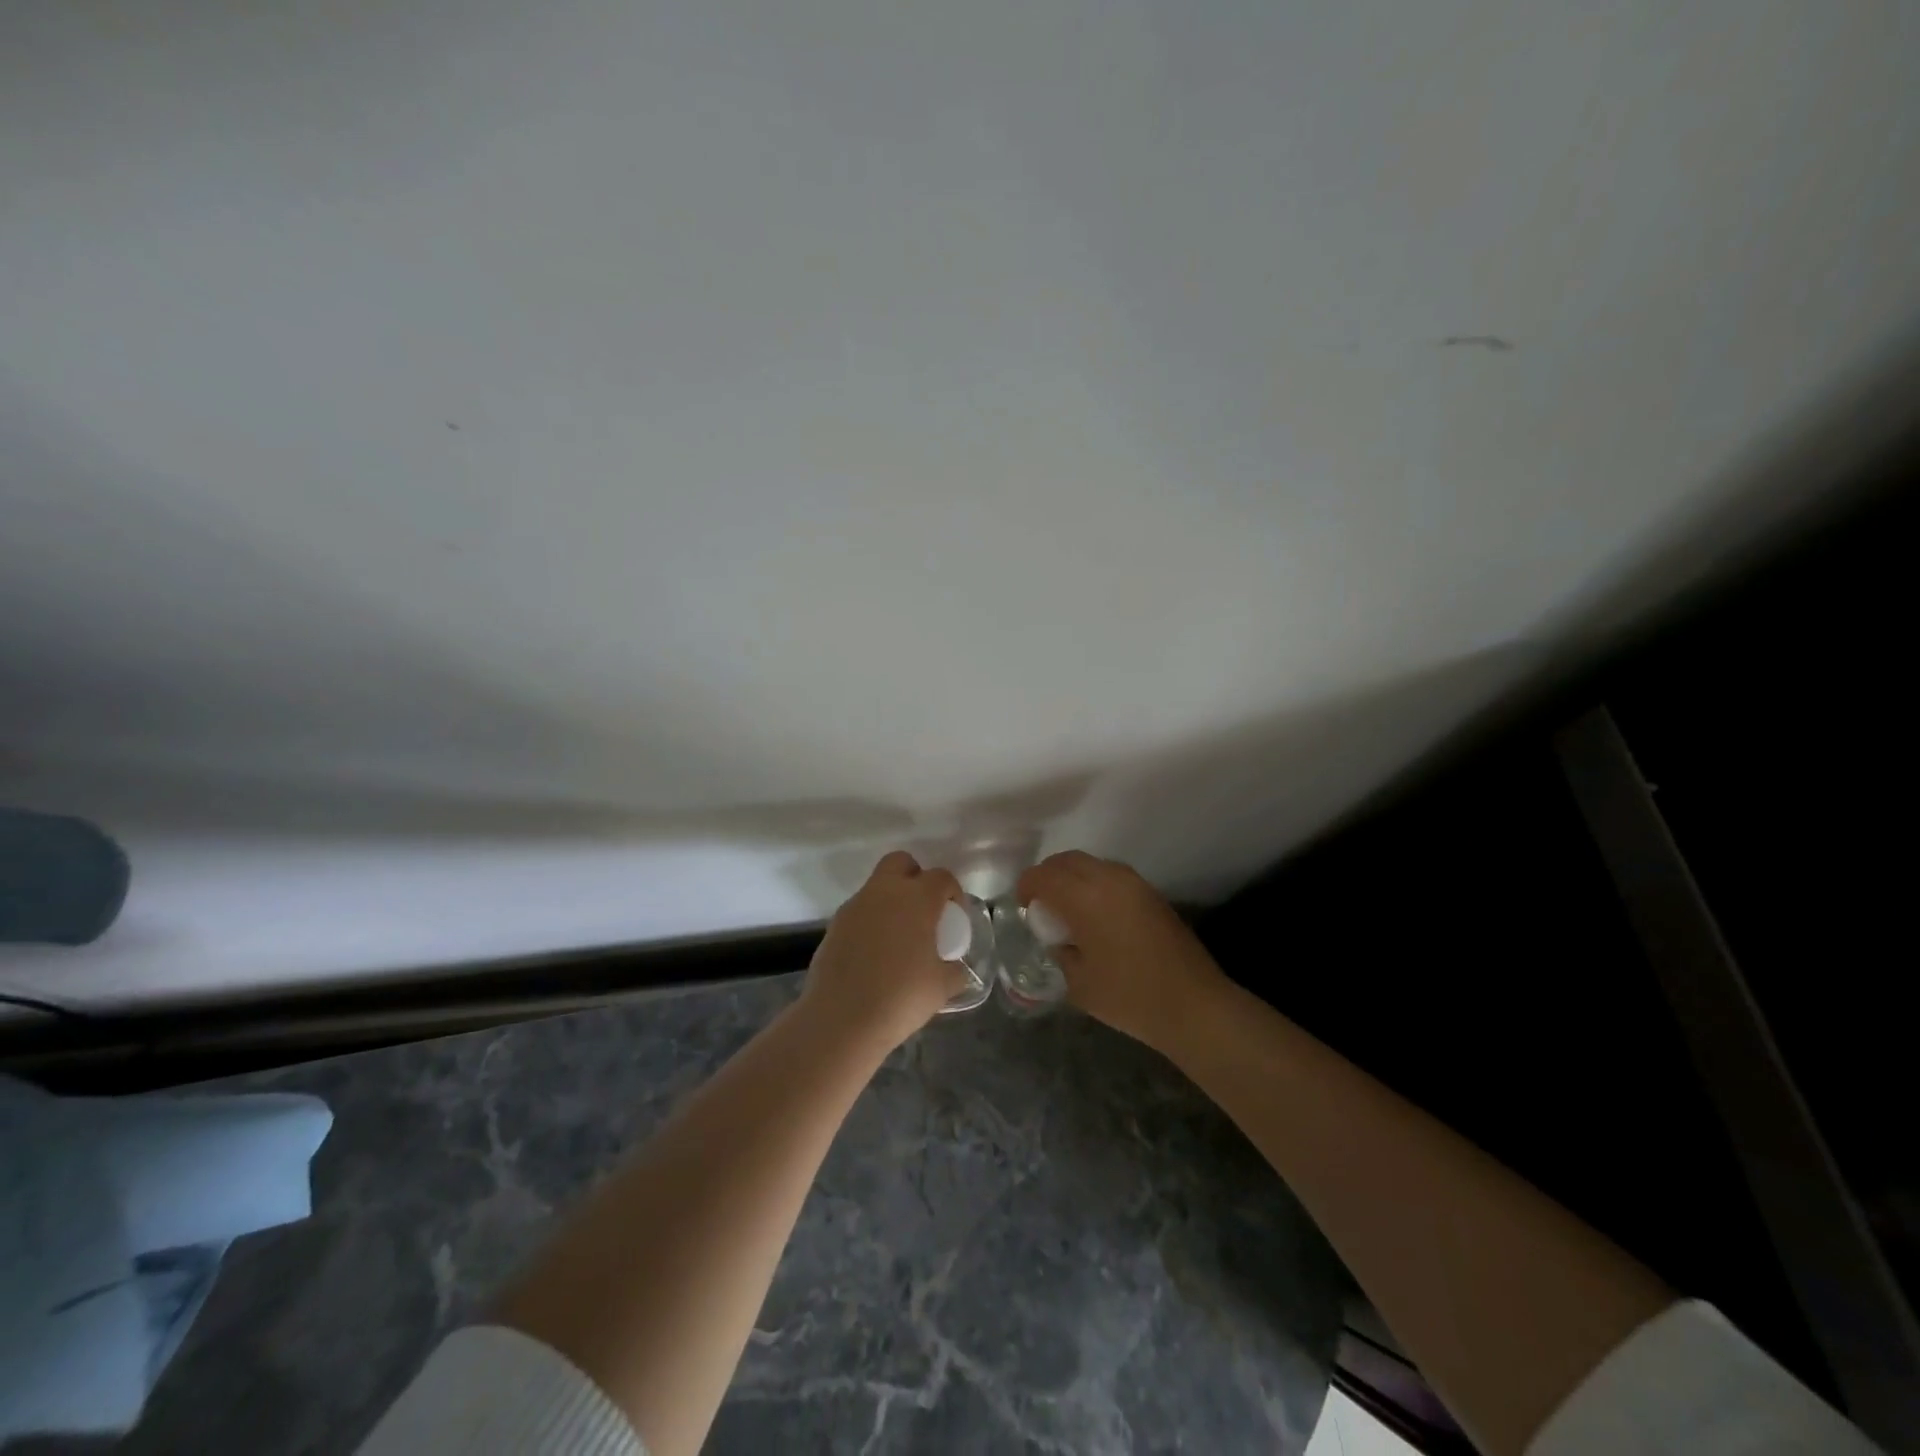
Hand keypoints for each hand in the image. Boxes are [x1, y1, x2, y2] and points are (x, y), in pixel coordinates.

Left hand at [801, 851, 971, 1052]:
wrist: (841, 1019)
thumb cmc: (901, 998)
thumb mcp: (942, 987)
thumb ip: (954, 971)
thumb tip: (956, 968)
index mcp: (917, 899)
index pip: (941, 877)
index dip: (953, 892)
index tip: (955, 915)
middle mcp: (884, 892)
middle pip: (901, 862)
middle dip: (915, 877)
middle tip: (924, 910)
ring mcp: (854, 906)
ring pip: (876, 887)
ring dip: (890, 901)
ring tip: (899, 938)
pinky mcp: (834, 925)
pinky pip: (859, 912)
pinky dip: (870, 922)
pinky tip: (874, 954)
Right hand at [1018, 851, 1230, 1057]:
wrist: (1194, 1006)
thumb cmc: (1130, 997)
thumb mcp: (1079, 983)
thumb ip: (1060, 953)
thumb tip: (1058, 940)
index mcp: (1085, 897)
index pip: (1043, 876)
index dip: (1026, 888)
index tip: (1022, 908)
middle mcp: (1109, 879)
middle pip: (1066, 861)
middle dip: (1047, 877)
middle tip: (1040, 905)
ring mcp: (1134, 883)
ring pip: (1091, 864)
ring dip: (1072, 878)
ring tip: (1067, 910)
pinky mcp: (1151, 893)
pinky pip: (1111, 875)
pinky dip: (1094, 885)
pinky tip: (1095, 916)